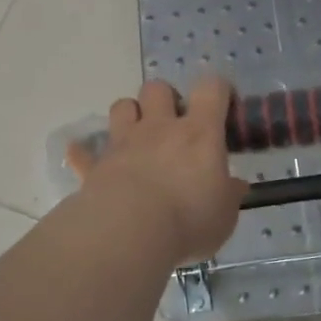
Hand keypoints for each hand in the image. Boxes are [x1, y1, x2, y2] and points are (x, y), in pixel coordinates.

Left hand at [68, 78, 247, 265]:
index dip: (219, 90)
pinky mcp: (96, 165)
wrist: (129, 233)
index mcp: (198, 133)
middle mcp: (159, 128)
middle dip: (165, 99)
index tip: (223, 108)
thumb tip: (236, 186)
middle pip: (158, 88)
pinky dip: (84, 153)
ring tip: (138, 138)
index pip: (212, 89)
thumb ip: (228, 195)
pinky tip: (87, 160)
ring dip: (130, 116)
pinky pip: (83, 152)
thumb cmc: (188, 220)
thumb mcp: (224, 215)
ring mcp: (123, 143)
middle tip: (174, 125)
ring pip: (122, 106)